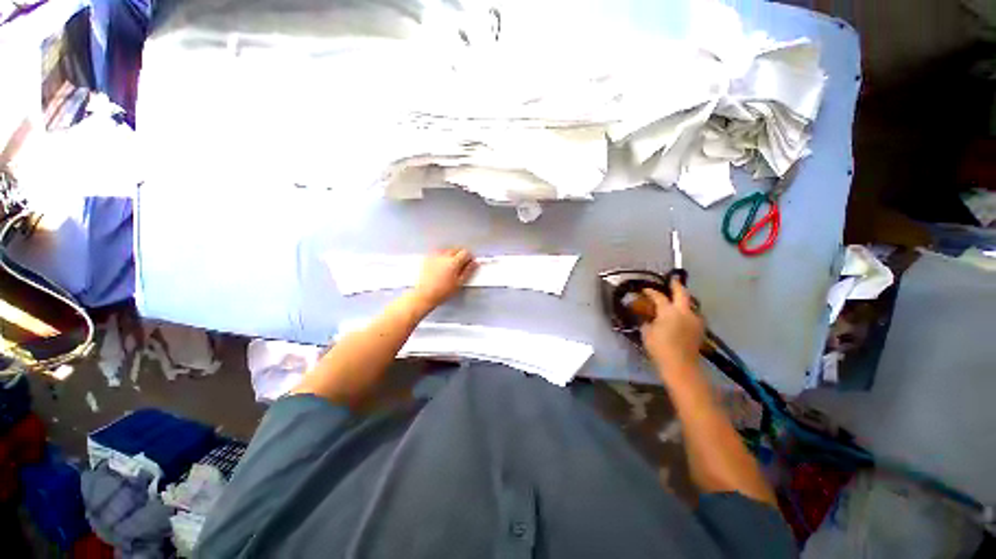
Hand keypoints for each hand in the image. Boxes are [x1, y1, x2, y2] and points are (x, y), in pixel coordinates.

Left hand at [412, 248, 477, 308]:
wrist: (424, 295)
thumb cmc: (442, 292)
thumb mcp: (459, 283)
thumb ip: (468, 271)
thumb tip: (475, 263)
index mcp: (453, 262)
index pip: (465, 253)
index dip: (469, 257)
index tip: (470, 263)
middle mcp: (444, 256)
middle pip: (456, 249)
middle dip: (460, 255)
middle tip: (461, 266)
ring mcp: (434, 256)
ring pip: (447, 250)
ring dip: (451, 255)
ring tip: (450, 266)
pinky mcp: (427, 259)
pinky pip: (438, 253)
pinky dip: (442, 257)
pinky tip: (441, 266)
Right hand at [639, 277, 704, 370]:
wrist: (680, 366)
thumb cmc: (659, 348)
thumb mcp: (646, 332)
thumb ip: (646, 320)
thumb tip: (645, 315)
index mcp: (669, 311)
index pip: (659, 296)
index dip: (650, 291)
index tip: (644, 289)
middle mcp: (685, 311)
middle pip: (682, 293)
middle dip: (676, 285)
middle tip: (671, 280)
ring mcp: (695, 319)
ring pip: (690, 303)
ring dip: (683, 299)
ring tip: (675, 300)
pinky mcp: (700, 328)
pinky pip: (692, 314)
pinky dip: (686, 311)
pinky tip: (680, 316)